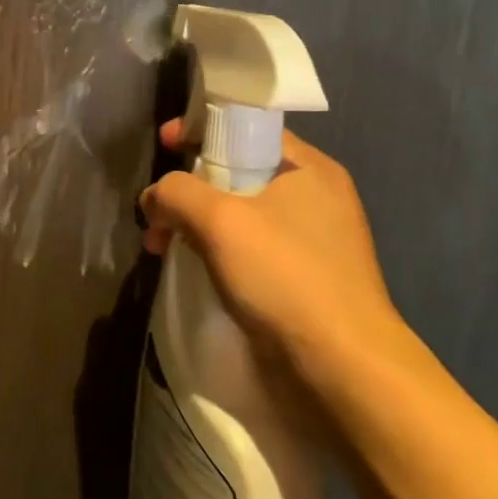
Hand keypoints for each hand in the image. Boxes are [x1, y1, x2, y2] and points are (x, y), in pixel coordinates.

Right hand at [139, 120, 414, 394]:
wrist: (342, 370)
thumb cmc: (284, 276)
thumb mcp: (219, 220)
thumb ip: (176, 192)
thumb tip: (154, 198)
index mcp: (308, 168)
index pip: (247, 128)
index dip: (201, 129)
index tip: (163, 144)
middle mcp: (315, 197)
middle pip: (238, 172)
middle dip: (189, 188)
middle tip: (156, 212)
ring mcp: (312, 241)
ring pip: (239, 214)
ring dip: (196, 224)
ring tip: (162, 248)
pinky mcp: (303, 280)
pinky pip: (249, 249)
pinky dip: (216, 251)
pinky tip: (193, 270)